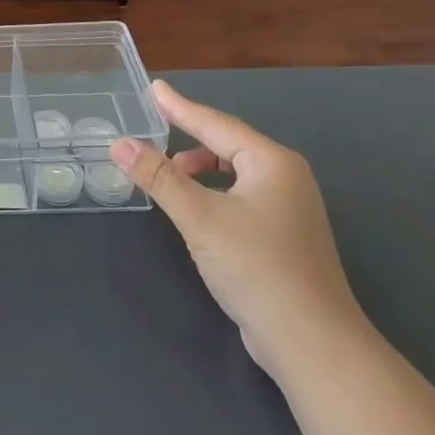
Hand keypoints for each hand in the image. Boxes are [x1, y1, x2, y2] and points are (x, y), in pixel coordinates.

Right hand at [111, 80, 370, 379]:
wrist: (314, 345)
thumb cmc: (257, 269)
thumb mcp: (200, 218)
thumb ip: (159, 178)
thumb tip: (120, 144)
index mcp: (271, 162)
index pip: (215, 123)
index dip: (180, 107)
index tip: (154, 88)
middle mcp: (285, 177)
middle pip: (227, 143)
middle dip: (190, 134)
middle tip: (155, 124)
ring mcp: (290, 208)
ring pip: (235, 171)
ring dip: (200, 166)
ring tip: (169, 171)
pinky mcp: (285, 237)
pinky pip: (241, 195)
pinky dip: (214, 191)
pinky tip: (196, 209)